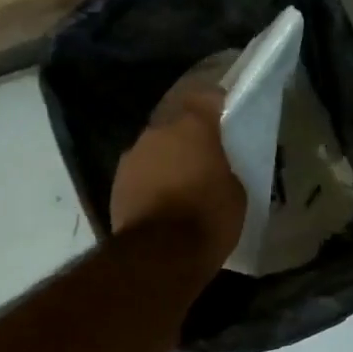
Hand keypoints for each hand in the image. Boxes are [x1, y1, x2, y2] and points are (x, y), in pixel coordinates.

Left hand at [110, 77, 246, 266]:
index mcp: (192, 127)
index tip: (225, 116)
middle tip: (204, 158)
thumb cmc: (208, 218)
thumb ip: (223, 168)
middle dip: (188, 138)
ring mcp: (132, 156)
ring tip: (181, 184)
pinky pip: (140, 174)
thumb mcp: (236, 192)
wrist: (160, 254)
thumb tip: (213, 168)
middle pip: (175, 125)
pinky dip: (151, 182)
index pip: (206, 97)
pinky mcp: (116, 183)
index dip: (216, 105)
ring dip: (166, 160)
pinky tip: (162, 202)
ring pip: (155, 150)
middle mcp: (157, 132)